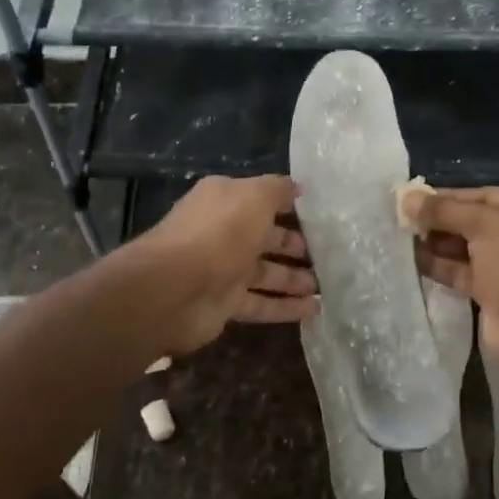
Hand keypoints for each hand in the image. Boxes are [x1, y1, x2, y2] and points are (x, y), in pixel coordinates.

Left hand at [138, 175, 318, 354]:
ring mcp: (222, 270)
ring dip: (293, 279)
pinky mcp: (224, 304)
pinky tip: (314, 310)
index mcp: (224, 201)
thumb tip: (296, 188)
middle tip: (324, 253)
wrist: (174, 289)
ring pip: (265, 273)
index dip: (285, 205)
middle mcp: (222, 233)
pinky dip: (286, 307)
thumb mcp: (255, 197)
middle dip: (291, 245)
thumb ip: (277, 190)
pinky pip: (262, 304)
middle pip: (263, 238)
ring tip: (324, 286)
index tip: (315, 214)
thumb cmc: (219, 233)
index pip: (259, 199)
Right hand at [404, 187, 498, 373]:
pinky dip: (440, 265)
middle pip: (476, 221)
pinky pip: (463, 273)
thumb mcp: (485, 223)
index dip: (449, 196)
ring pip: (468, 248)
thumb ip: (444, 210)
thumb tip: (406, 198)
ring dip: (436, 242)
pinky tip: (411, 258)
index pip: (487, 195)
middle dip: (440, 220)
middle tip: (402, 217)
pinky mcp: (496, 294)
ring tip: (400, 235)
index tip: (414, 197)